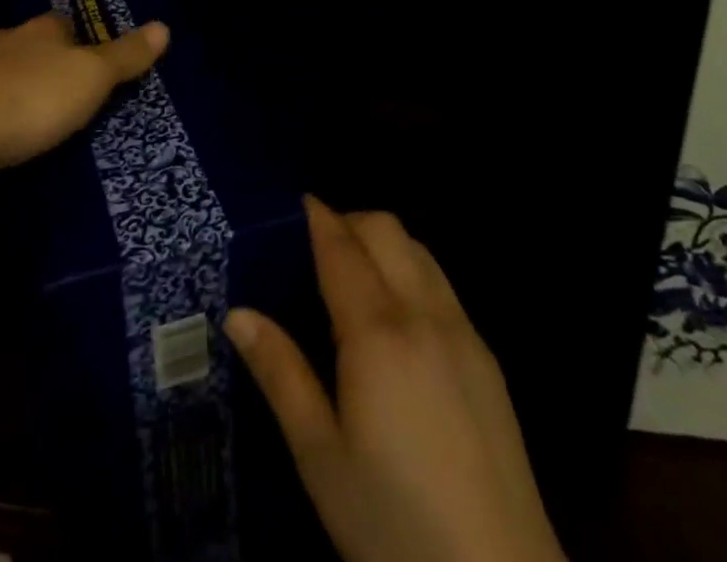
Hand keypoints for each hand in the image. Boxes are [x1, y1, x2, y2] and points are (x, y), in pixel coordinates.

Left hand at [0, 10, 169, 171]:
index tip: (91, 65)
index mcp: (40, 27)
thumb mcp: (94, 77)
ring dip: (14, 82)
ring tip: (32, 111)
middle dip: (43, 59)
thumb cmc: (37, 98)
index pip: (64, 23)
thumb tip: (164, 26)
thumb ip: (127, 55)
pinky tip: (0, 130)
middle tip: (62, 90)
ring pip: (0, 68)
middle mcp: (4, 38)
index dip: (80, 41)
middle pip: (30, 42)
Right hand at [226, 198, 564, 561]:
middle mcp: (425, 315)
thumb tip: (237, 313)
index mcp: (378, 333)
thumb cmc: (394, 523)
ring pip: (420, 252)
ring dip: (383, 243)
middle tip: (315, 247)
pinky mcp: (489, 361)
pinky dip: (412, 272)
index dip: (318, 217)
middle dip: (349, 221)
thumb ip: (280, 374)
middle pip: (387, 231)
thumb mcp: (320, 457)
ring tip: (353, 277)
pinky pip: (443, 286)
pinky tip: (397, 321)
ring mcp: (465, 334)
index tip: (295, 203)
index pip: (342, 247)